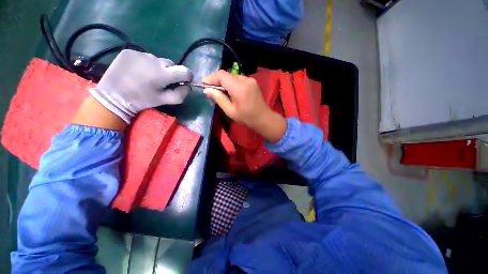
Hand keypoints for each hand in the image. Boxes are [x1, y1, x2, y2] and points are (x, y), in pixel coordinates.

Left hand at [89, 49, 192, 123]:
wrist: (113, 95)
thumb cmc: (142, 100)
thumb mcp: (164, 101)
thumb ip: (181, 94)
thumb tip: (188, 86)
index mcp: (164, 74)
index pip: (185, 71)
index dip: (187, 77)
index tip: (183, 82)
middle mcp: (154, 60)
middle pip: (171, 64)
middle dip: (171, 72)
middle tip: (161, 81)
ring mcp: (141, 53)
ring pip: (158, 60)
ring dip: (157, 68)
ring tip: (147, 76)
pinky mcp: (130, 51)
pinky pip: (145, 56)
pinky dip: (145, 63)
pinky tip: (137, 71)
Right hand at [203, 70, 285, 142]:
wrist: (263, 118)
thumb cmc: (246, 118)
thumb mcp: (230, 111)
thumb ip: (219, 98)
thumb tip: (207, 90)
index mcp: (239, 87)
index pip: (222, 75)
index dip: (211, 78)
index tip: (204, 84)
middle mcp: (245, 79)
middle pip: (227, 74)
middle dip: (217, 80)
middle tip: (211, 89)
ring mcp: (250, 79)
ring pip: (233, 76)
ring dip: (225, 82)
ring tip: (220, 91)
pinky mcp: (253, 81)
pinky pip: (239, 79)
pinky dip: (232, 83)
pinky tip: (231, 91)